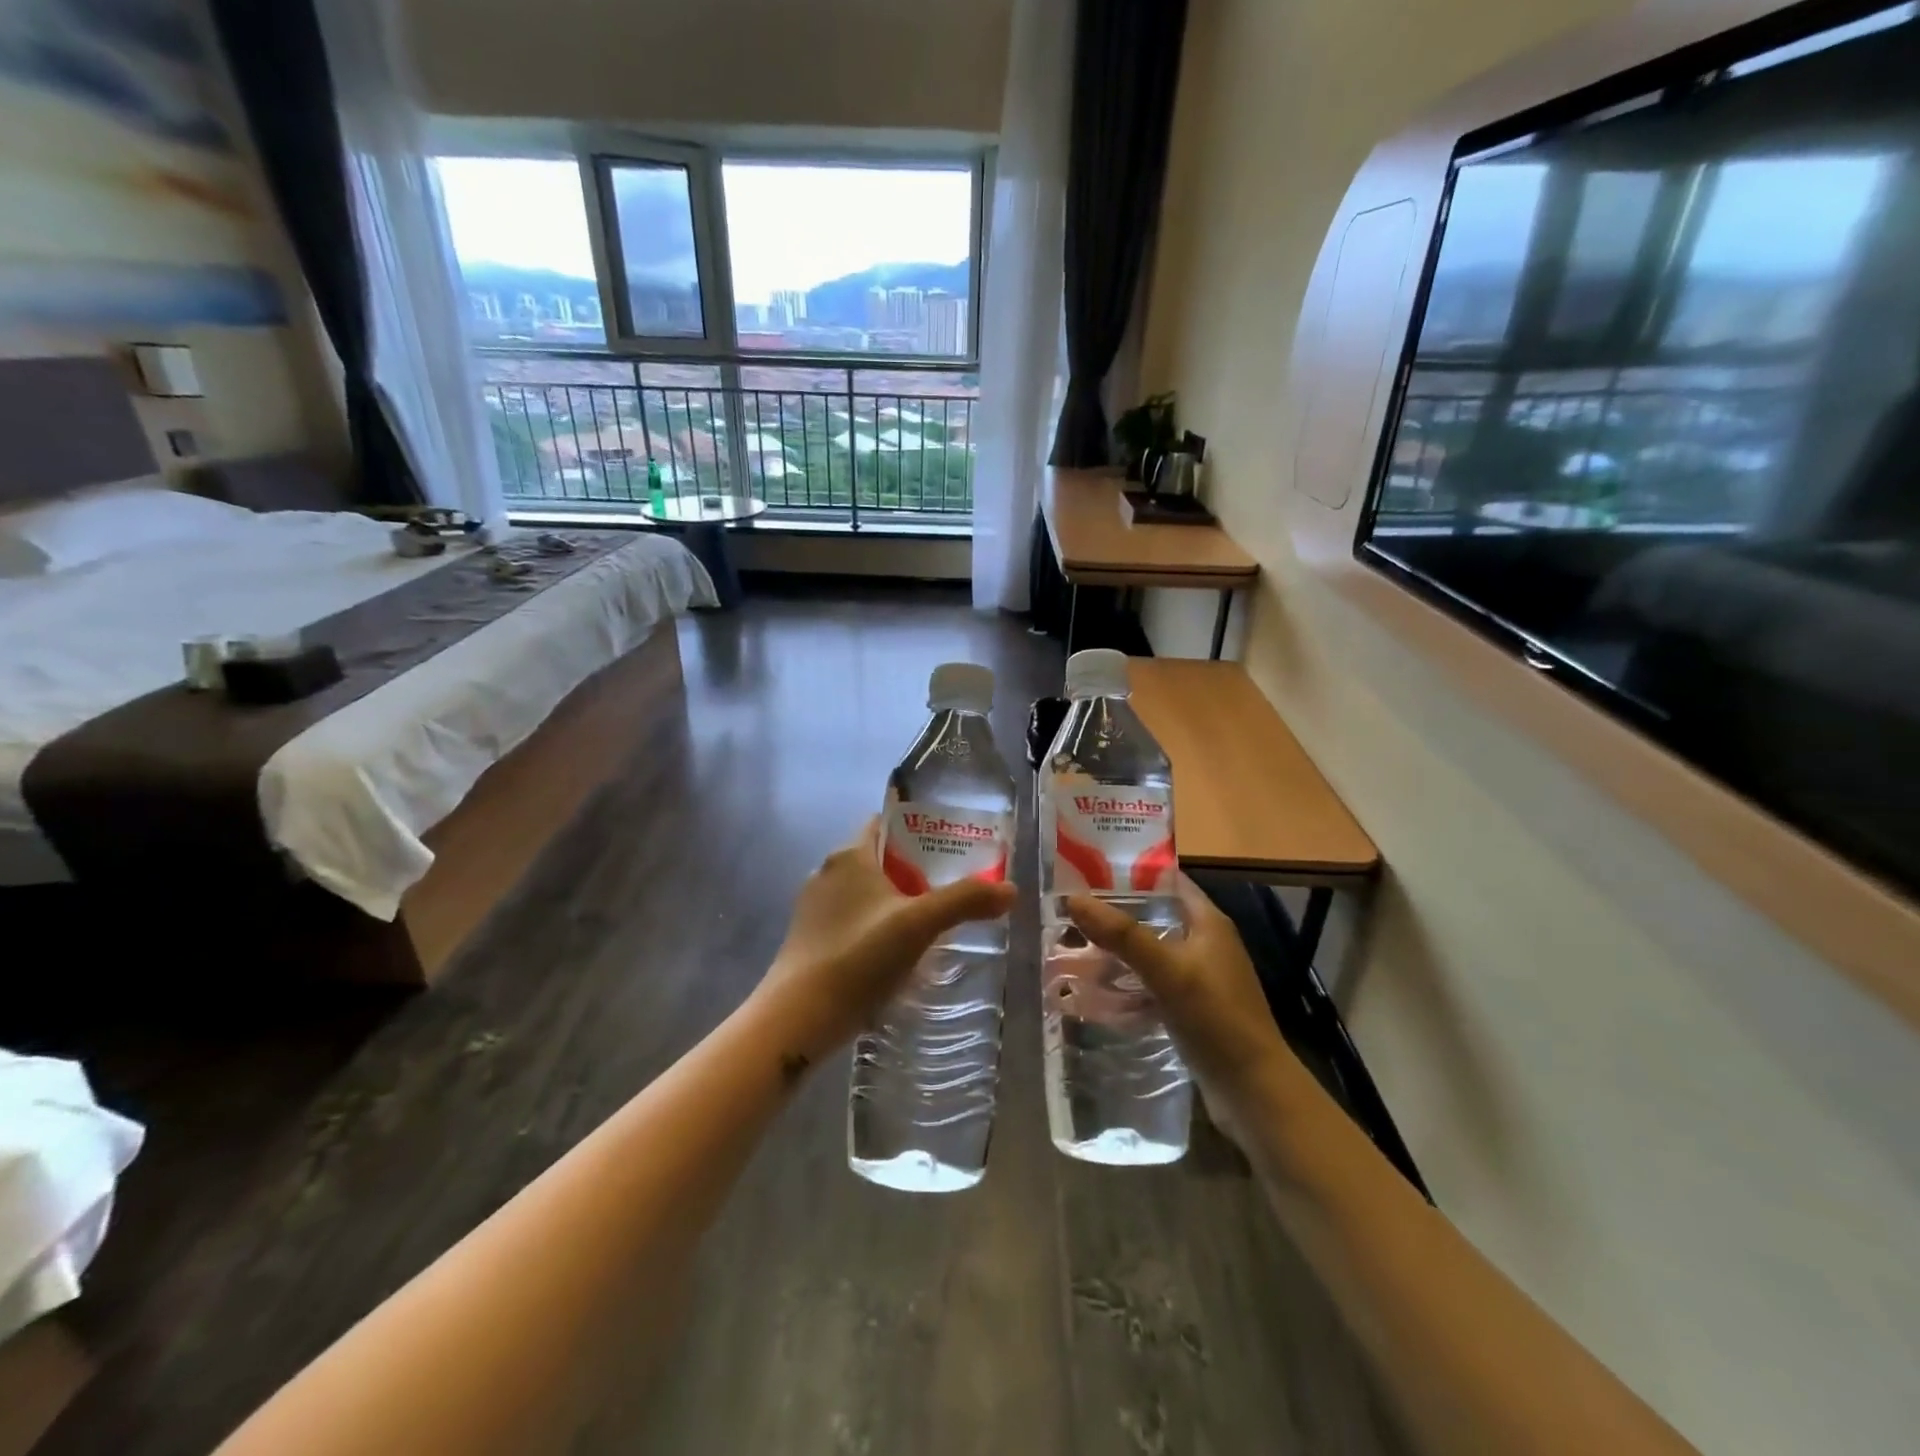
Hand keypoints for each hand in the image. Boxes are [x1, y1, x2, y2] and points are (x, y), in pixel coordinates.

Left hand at [755, 817, 1016, 1065]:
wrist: (798, 1018)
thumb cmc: (858, 957)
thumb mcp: (918, 925)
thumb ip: (965, 902)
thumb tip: (1011, 890)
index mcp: (849, 855)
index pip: (886, 824)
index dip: (919, 830)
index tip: (952, 847)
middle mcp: (827, 872)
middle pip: (880, 859)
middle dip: (915, 870)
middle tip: (953, 887)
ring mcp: (815, 908)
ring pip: (866, 892)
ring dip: (897, 901)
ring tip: (933, 922)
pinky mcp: (810, 939)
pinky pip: (853, 920)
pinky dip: (877, 926)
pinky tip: (898, 953)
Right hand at [1066, 874, 1295, 1130]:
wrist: (1253, 1091)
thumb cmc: (1216, 1018)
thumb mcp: (1167, 970)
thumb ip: (1122, 934)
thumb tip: (1073, 898)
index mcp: (1208, 922)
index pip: (1167, 880)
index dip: (1130, 871)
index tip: (1087, 870)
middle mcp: (1205, 943)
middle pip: (1153, 915)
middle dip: (1114, 914)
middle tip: (1070, 911)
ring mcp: (1199, 977)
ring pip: (1149, 951)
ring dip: (1117, 950)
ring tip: (1073, 947)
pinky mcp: (1190, 1008)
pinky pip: (1151, 984)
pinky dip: (1126, 983)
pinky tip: (1096, 991)